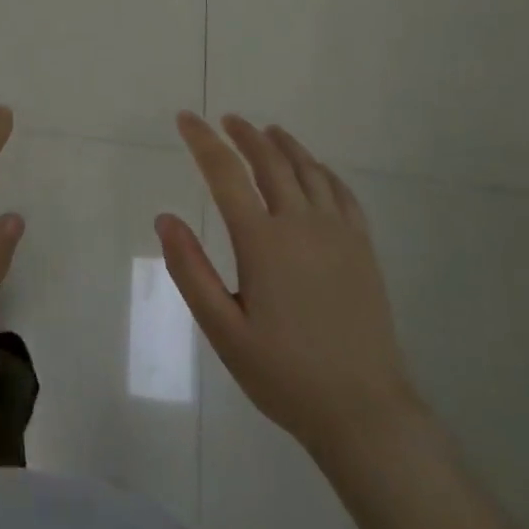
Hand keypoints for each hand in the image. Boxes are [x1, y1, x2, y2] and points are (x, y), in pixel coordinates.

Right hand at [158, 112, 420, 457]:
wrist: (363, 410)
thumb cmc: (283, 373)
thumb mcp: (222, 330)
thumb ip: (190, 270)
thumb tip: (165, 218)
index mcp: (263, 241)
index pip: (225, 174)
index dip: (203, 141)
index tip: (186, 119)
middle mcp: (302, 224)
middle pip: (270, 161)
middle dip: (244, 135)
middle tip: (227, 120)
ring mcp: (338, 233)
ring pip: (309, 170)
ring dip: (284, 144)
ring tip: (267, 131)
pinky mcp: (363, 248)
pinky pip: (342, 192)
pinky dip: (322, 170)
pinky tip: (315, 169)